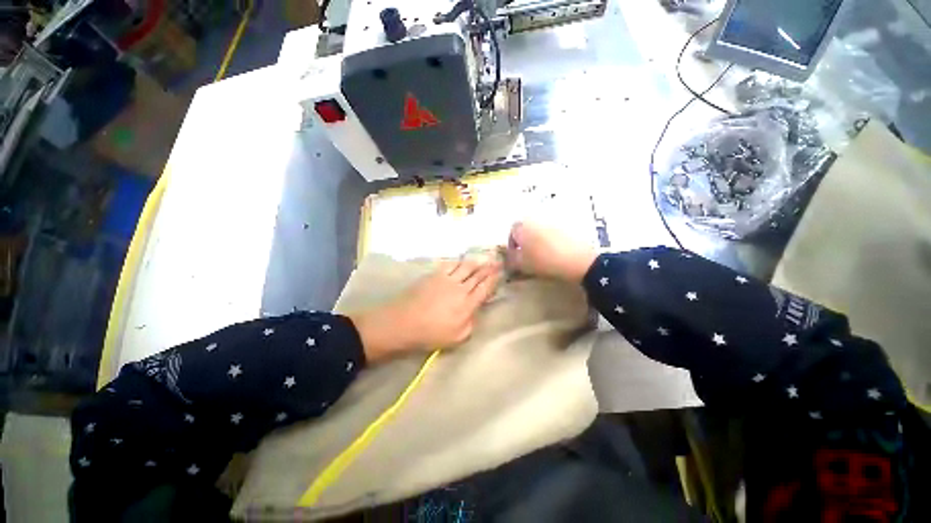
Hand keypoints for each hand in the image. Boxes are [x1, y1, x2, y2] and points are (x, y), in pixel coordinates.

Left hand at [350, 257, 500, 361]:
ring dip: (475, 262)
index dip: (494, 279)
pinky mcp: (434, 275)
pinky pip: (449, 264)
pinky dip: (457, 262)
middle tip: (496, 261)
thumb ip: (470, 323)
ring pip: (465, 266)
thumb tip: (475, 311)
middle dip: (488, 267)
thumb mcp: (456, 338)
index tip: (500, 272)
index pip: (485, 288)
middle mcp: (460, 288)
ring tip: (481, 259)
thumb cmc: (430, 334)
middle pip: (477, 274)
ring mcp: (446, 279)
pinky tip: (460, 261)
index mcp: (467, 304)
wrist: (403, 322)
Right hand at [507, 222, 596, 282]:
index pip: (511, 231)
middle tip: (527, 255)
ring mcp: (552, 222)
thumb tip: (508, 257)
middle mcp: (535, 220)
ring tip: (541, 254)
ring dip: (537, 240)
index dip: (511, 244)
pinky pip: (552, 232)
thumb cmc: (543, 261)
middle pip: (525, 229)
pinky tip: (553, 252)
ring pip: (539, 230)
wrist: (577, 260)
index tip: (515, 256)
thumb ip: (511, 260)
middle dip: (524, 241)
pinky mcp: (565, 227)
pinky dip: (549, 240)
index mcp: (522, 227)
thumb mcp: (522, 264)